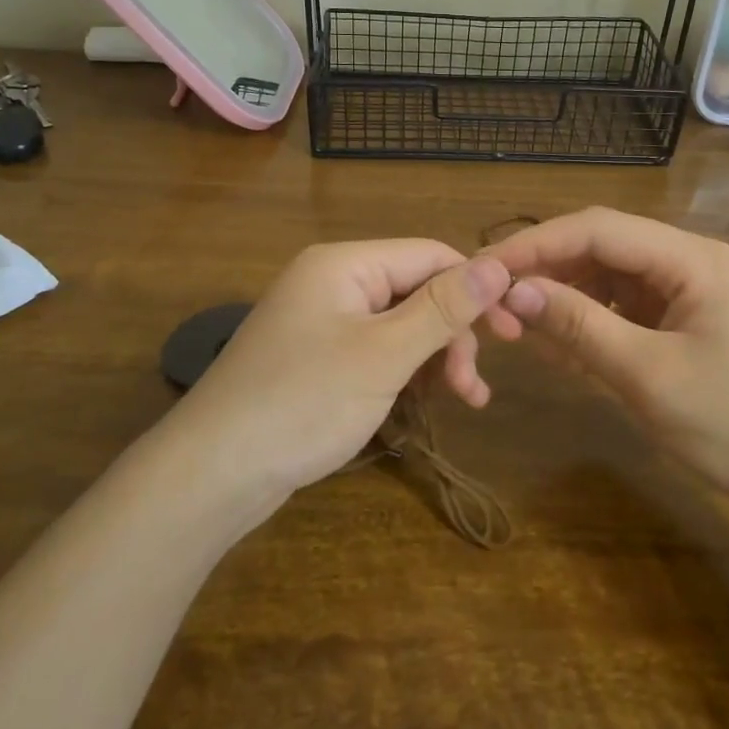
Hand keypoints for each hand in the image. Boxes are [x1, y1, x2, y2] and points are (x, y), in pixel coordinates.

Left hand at [178, 240, 512, 499]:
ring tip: (461, 402)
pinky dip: (404, 374)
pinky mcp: (316, 359)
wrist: (213, 473)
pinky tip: (423, 405)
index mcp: (344, 265)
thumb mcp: (384, 355)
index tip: (514, 332)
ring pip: (399, 326)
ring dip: (434, 358)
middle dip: (452, 334)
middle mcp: (332, 282)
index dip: (476, 288)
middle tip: (475, 388)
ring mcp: (321, 322)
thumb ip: (442, 309)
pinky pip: (375, 351)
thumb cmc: (303, 403)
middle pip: (415, 291)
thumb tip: (498, 265)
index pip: (429, 255)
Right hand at [485, 208, 728, 506]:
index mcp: (692, 258)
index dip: (536, 244)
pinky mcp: (689, 323)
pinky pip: (628, 309)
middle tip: (496, 302)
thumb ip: (579, 326)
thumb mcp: (649, 376)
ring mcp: (692, 292)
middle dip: (548, 271)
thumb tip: (514, 291)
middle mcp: (691, 262)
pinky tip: (562, 345)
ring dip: (566, 298)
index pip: (598, 228)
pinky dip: (592, 323)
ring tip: (521, 326)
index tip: (485, 268)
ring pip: (611, 278)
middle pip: (604, 247)